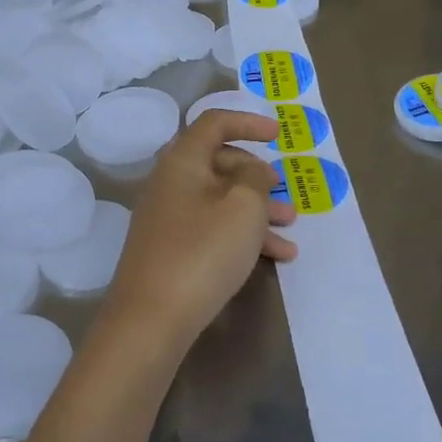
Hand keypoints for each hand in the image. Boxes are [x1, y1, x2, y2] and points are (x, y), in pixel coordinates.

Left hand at [105, 110, 297, 348]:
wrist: (151, 318)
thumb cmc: (202, 252)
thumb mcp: (243, 208)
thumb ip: (254, 178)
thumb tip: (250, 170)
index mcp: (182, 160)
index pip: (214, 123)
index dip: (248, 122)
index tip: (279, 135)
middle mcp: (170, 181)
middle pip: (218, 162)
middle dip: (256, 175)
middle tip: (284, 191)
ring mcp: (167, 216)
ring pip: (219, 199)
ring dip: (256, 209)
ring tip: (291, 229)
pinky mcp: (169, 247)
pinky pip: (211, 228)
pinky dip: (241, 235)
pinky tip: (276, 257)